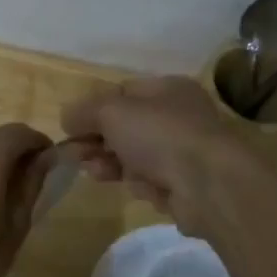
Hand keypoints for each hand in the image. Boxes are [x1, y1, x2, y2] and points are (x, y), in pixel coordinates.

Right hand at [60, 76, 253, 232]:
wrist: (209, 186)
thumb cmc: (160, 134)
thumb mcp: (111, 111)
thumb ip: (84, 111)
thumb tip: (67, 117)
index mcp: (168, 89)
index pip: (123, 93)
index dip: (94, 108)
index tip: (71, 127)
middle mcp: (179, 117)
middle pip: (126, 127)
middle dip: (97, 139)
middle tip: (74, 154)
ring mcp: (184, 153)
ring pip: (135, 155)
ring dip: (110, 162)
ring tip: (93, 171)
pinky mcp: (185, 186)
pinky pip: (151, 181)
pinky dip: (137, 183)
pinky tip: (131, 186)